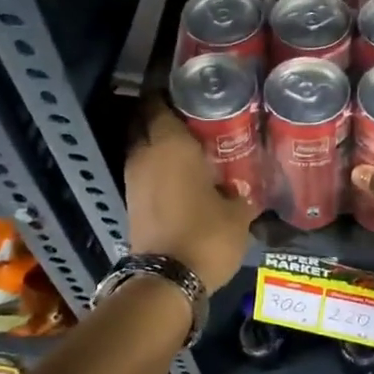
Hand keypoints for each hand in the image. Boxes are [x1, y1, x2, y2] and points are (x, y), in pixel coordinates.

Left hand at [125, 100, 255, 293]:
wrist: (167, 281)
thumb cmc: (207, 234)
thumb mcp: (238, 212)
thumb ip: (240, 192)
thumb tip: (240, 188)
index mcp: (169, 143)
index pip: (158, 102)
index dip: (171, 93)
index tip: (192, 92)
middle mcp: (144, 154)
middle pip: (146, 123)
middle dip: (165, 118)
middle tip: (196, 119)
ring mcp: (133, 179)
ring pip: (144, 149)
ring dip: (162, 146)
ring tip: (193, 149)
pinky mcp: (132, 202)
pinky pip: (145, 173)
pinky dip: (160, 169)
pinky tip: (185, 177)